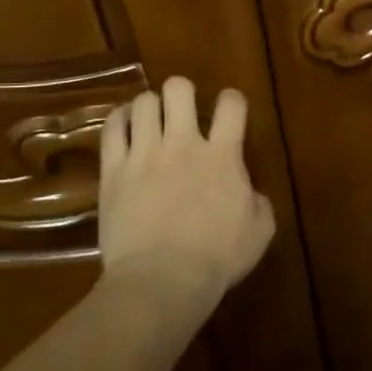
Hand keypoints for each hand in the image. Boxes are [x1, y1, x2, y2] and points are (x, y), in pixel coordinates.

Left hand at [96, 78, 274, 331]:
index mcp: (224, 155)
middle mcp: (183, 144)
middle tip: (183, 110)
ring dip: (150, 106)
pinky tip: (124, 125)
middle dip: (182, 92)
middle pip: (179, 90)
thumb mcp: (260, 230)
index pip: (231, 104)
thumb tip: (250, 192)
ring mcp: (144, 155)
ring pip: (142, 103)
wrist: (162, 280)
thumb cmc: (217, 258)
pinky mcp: (113, 171)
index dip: (232, 100)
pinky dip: (119, 120)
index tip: (230, 110)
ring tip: (151, 119)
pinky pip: (111, 129)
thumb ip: (259, 202)